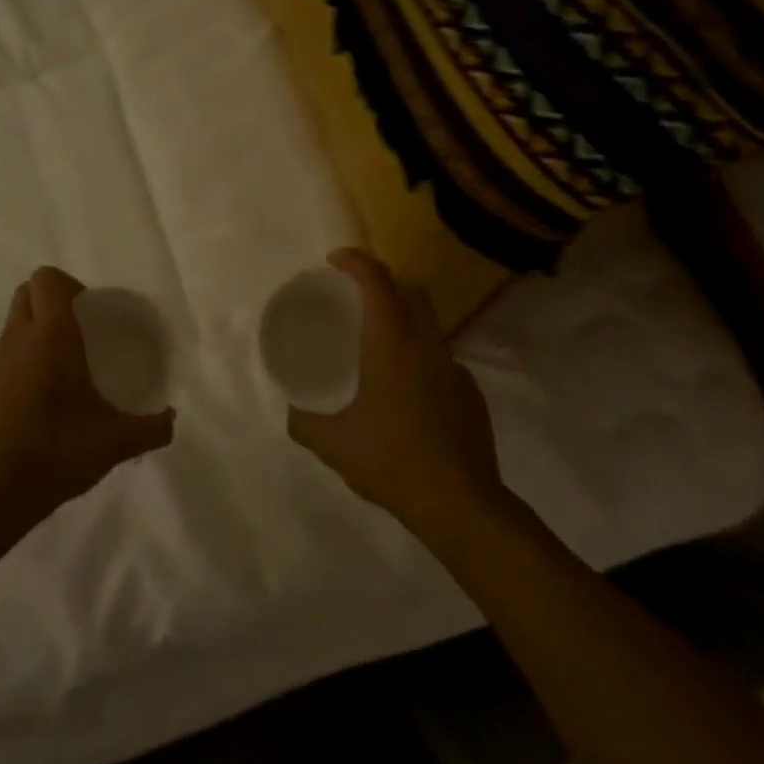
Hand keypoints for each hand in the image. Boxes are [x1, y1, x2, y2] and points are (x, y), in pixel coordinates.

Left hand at [0, 266, 174, 524]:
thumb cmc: (60, 450)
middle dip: (46, 304)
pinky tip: (27, 415)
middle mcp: (14, 340)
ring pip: (9, 334)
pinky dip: (11, 377)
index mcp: (51, 336)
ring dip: (29, 343)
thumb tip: (172, 420)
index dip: (66, 285)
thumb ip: (152, 428)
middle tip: (73, 337)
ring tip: (52, 383)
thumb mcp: (117, 441)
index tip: (86, 312)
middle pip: (24, 295)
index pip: (47, 279)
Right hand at [287, 250, 504, 535]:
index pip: (376, 281)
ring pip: (429, 324)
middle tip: (356, 299)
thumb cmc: (390, 460)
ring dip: (404, 320)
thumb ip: (303, 420)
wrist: (459, 502)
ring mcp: (454, 368)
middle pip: (411, 290)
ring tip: (378, 349)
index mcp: (392, 344)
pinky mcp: (471, 392)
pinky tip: (408, 395)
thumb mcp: (331, 442)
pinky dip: (421, 359)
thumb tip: (293, 408)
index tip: (335, 261)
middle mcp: (427, 345)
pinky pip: (441, 359)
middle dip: (383, 282)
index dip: (355, 261)